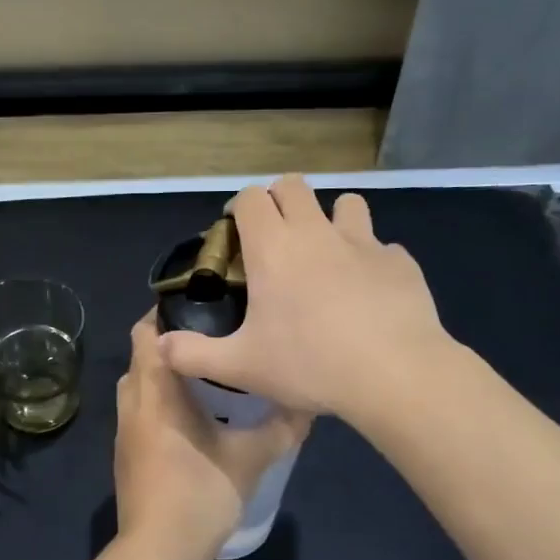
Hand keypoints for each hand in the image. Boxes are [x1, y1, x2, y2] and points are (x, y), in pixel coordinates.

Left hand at [115, 313, 309, 559]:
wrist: (157, 552)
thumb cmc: (200, 495)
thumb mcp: (250, 459)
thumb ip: (280, 428)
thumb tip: (308, 404)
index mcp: (155, 393)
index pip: (145, 333)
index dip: (165, 312)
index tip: (201, 305)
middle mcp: (132, 405)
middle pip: (141, 356)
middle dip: (170, 343)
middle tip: (212, 339)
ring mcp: (124, 433)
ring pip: (138, 386)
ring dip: (163, 375)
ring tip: (205, 375)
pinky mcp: (126, 455)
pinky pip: (139, 412)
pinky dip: (158, 402)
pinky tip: (191, 417)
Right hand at [155, 174, 452, 420]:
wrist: (394, 373)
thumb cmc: (308, 365)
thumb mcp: (240, 367)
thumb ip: (194, 354)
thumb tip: (159, 346)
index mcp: (274, 248)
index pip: (250, 198)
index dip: (239, 209)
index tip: (236, 234)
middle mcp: (316, 232)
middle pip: (293, 186)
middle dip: (279, 202)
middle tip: (275, 240)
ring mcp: (364, 243)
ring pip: (346, 203)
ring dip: (331, 219)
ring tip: (327, 255)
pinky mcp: (400, 261)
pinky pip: (381, 247)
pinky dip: (370, 260)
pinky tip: (368, 293)